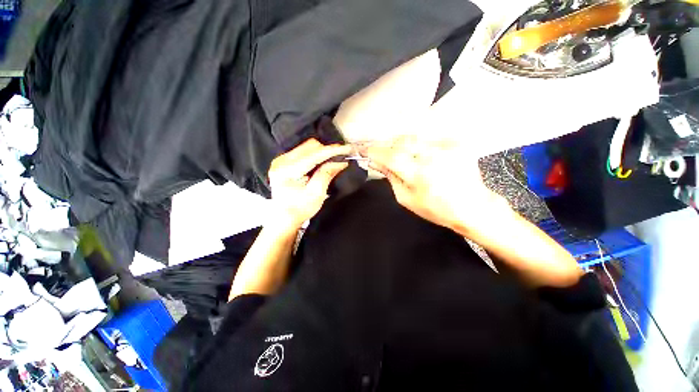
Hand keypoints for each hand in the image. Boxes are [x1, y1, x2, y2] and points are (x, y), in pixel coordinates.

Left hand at [268, 139, 351, 231]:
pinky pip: (302, 151)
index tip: (346, 149)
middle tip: (340, 157)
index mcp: (288, 171)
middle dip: (327, 151)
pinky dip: (315, 155)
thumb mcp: (316, 193)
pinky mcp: (283, 162)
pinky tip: (321, 162)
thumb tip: (339, 162)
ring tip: (332, 160)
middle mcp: (281, 162)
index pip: (314, 155)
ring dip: (321, 152)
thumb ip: (326, 174)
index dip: (332, 151)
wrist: (285, 217)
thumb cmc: (299, 209)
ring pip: (306, 147)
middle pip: (310, 146)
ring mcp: (281, 161)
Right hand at [362, 137, 509, 233]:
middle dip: (388, 146)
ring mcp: (446, 147)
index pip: (390, 156)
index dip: (374, 151)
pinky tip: (420, 155)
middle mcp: (433, 157)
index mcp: (419, 175)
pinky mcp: (456, 143)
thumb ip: (391, 177)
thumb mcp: (406, 198)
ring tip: (401, 155)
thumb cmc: (436, 209)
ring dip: (402, 145)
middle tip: (382, 154)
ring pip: (414, 137)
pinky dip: (419, 145)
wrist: (472, 206)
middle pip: (401, 142)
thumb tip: (377, 163)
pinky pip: (429, 138)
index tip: (363, 150)